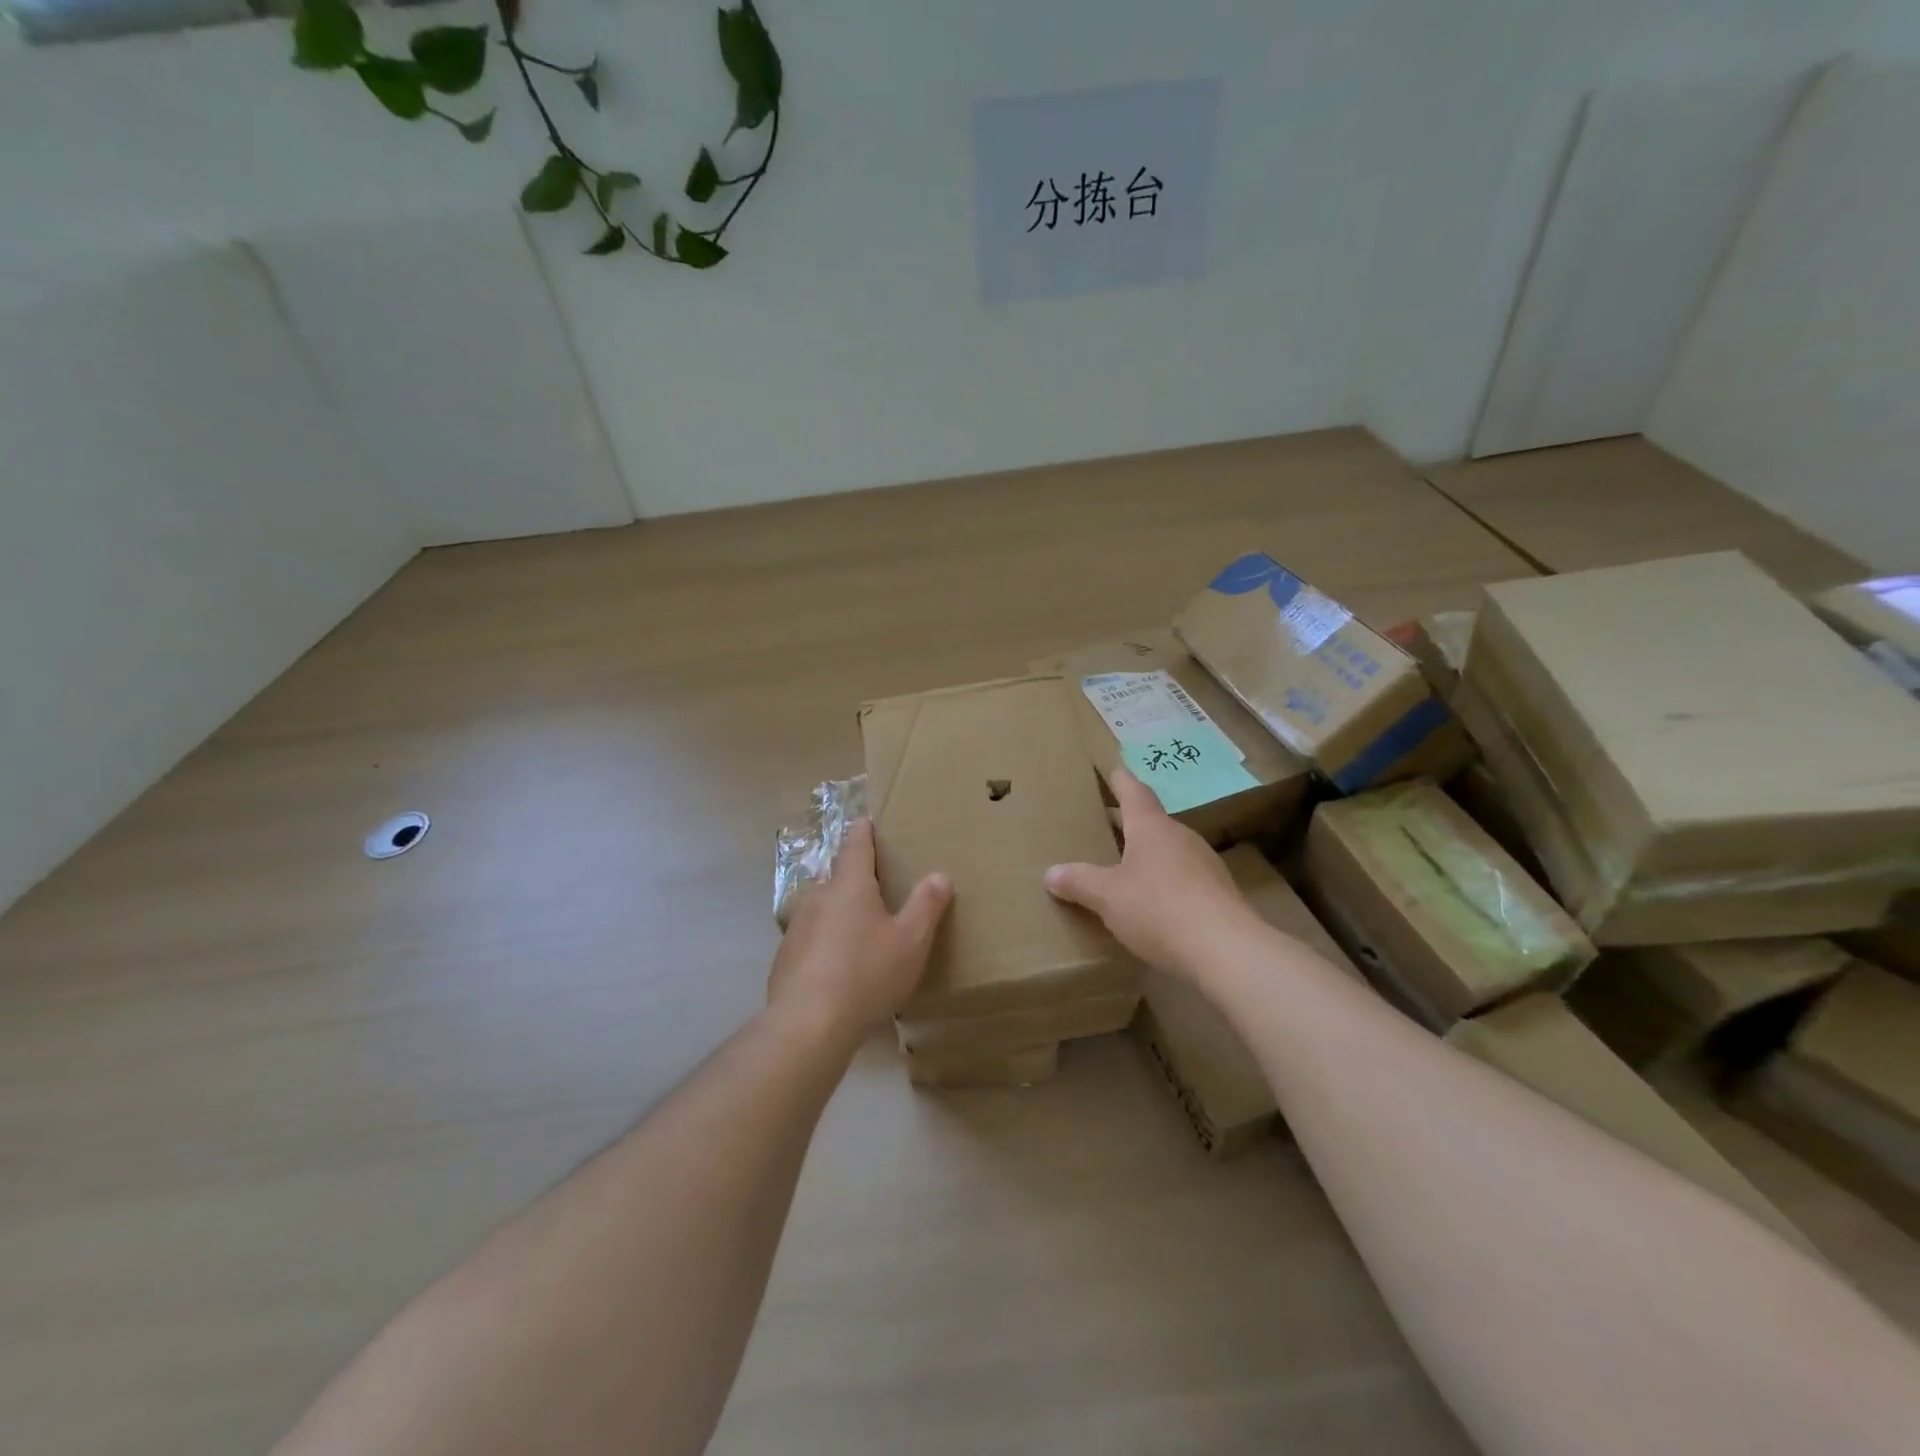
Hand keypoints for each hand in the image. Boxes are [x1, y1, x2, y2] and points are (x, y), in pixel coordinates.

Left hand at [769, 818, 952, 1040]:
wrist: (808, 1024)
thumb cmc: (866, 973)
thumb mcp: (910, 941)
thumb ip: (926, 905)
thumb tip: (939, 874)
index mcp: (850, 885)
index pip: (856, 844)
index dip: (863, 831)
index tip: (867, 820)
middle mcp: (818, 896)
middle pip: (836, 876)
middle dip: (854, 877)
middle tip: (876, 886)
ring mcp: (796, 927)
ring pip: (821, 908)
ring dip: (838, 912)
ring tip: (859, 929)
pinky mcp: (784, 958)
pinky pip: (810, 939)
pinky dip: (824, 942)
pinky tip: (836, 967)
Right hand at [1044, 769, 1251, 976]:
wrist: (1227, 951)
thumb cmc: (1159, 909)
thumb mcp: (1108, 897)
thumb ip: (1079, 882)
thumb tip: (1051, 873)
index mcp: (1152, 828)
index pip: (1134, 792)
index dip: (1120, 780)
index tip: (1112, 768)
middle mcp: (1180, 837)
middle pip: (1150, 821)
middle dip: (1127, 822)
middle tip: (1103, 824)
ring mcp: (1204, 865)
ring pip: (1168, 850)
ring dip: (1146, 853)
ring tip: (1122, 865)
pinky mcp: (1218, 894)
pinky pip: (1182, 877)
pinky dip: (1163, 880)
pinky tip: (1151, 902)